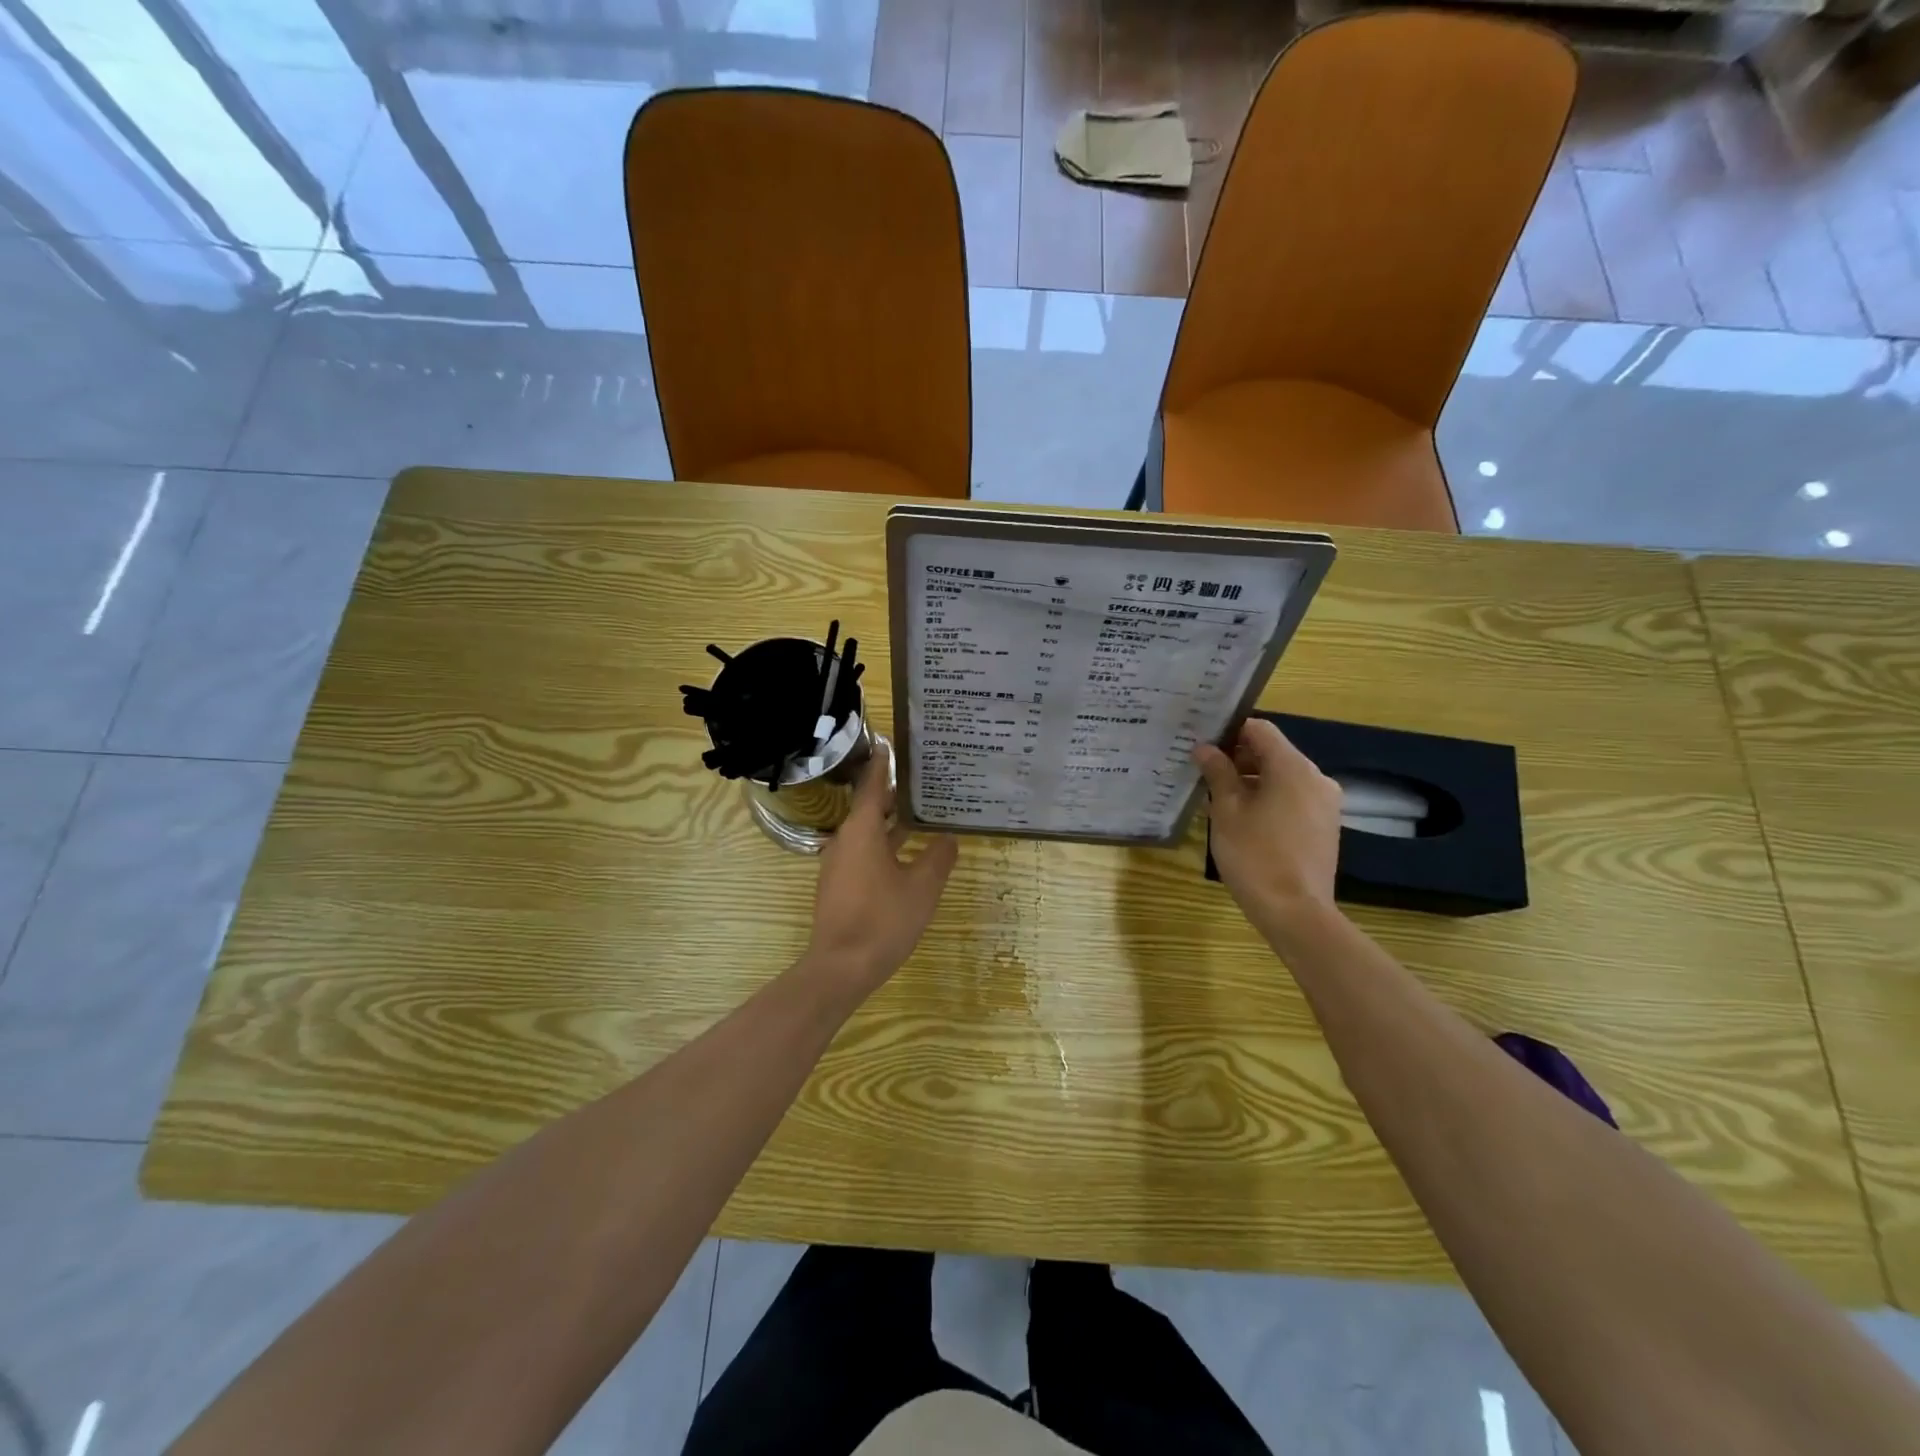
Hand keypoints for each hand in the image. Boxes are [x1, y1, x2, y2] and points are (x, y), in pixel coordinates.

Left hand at [804, 741, 958, 999]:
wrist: (841, 967)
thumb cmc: (883, 920)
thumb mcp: (922, 887)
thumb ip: (938, 857)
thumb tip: (948, 838)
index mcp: (861, 831)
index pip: (872, 784)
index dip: (882, 763)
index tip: (890, 743)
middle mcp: (845, 840)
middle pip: (868, 807)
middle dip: (892, 793)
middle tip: (920, 779)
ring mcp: (838, 864)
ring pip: (866, 832)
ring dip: (889, 821)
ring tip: (919, 813)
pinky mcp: (839, 885)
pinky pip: (862, 852)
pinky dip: (883, 844)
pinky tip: (905, 853)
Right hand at [1195, 719, 1341, 932]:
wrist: (1295, 912)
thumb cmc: (1255, 856)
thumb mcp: (1227, 811)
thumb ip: (1218, 773)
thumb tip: (1205, 748)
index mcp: (1293, 767)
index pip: (1260, 729)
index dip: (1229, 731)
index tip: (1203, 744)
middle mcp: (1316, 778)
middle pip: (1273, 753)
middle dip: (1238, 759)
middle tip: (1204, 772)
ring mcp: (1325, 803)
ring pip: (1282, 777)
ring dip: (1251, 781)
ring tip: (1218, 799)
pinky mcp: (1325, 826)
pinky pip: (1293, 798)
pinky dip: (1268, 799)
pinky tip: (1243, 820)